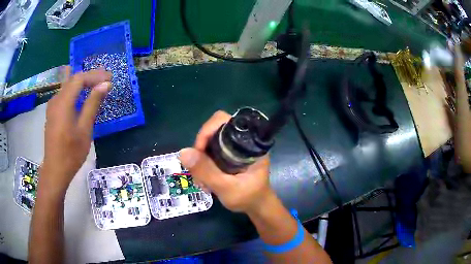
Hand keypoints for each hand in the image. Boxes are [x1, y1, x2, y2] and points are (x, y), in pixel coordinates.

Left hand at [40, 66, 110, 194]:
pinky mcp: (52, 112)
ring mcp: (52, 105)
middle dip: (90, 76)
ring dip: (82, 82)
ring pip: (68, 85)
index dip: (95, 76)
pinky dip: (75, 90)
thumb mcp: (85, 129)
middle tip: (105, 78)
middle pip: (73, 79)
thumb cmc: (71, 153)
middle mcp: (56, 99)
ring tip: (96, 83)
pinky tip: (80, 93)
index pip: (80, 79)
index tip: (109, 78)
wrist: (55, 170)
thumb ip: (93, 104)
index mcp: (63, 103)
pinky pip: (64, 94)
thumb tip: (105, 85)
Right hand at [179, 111, 272, 212]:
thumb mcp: (227, 188)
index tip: (198, 153)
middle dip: (201, 149)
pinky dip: (204, 163)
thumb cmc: (248, 198)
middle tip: (198, 170)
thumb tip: (183, 152)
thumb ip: (207, 171)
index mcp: (249, 142)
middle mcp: (242, 140)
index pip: (224, 121)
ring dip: (201, 158)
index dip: (207, 132)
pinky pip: (210, 151)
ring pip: (210, 142)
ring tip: (202, 180)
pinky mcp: (229, 155)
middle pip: (214, 130)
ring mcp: (235, 148)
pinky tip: (205, 179)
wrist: (257, 207)